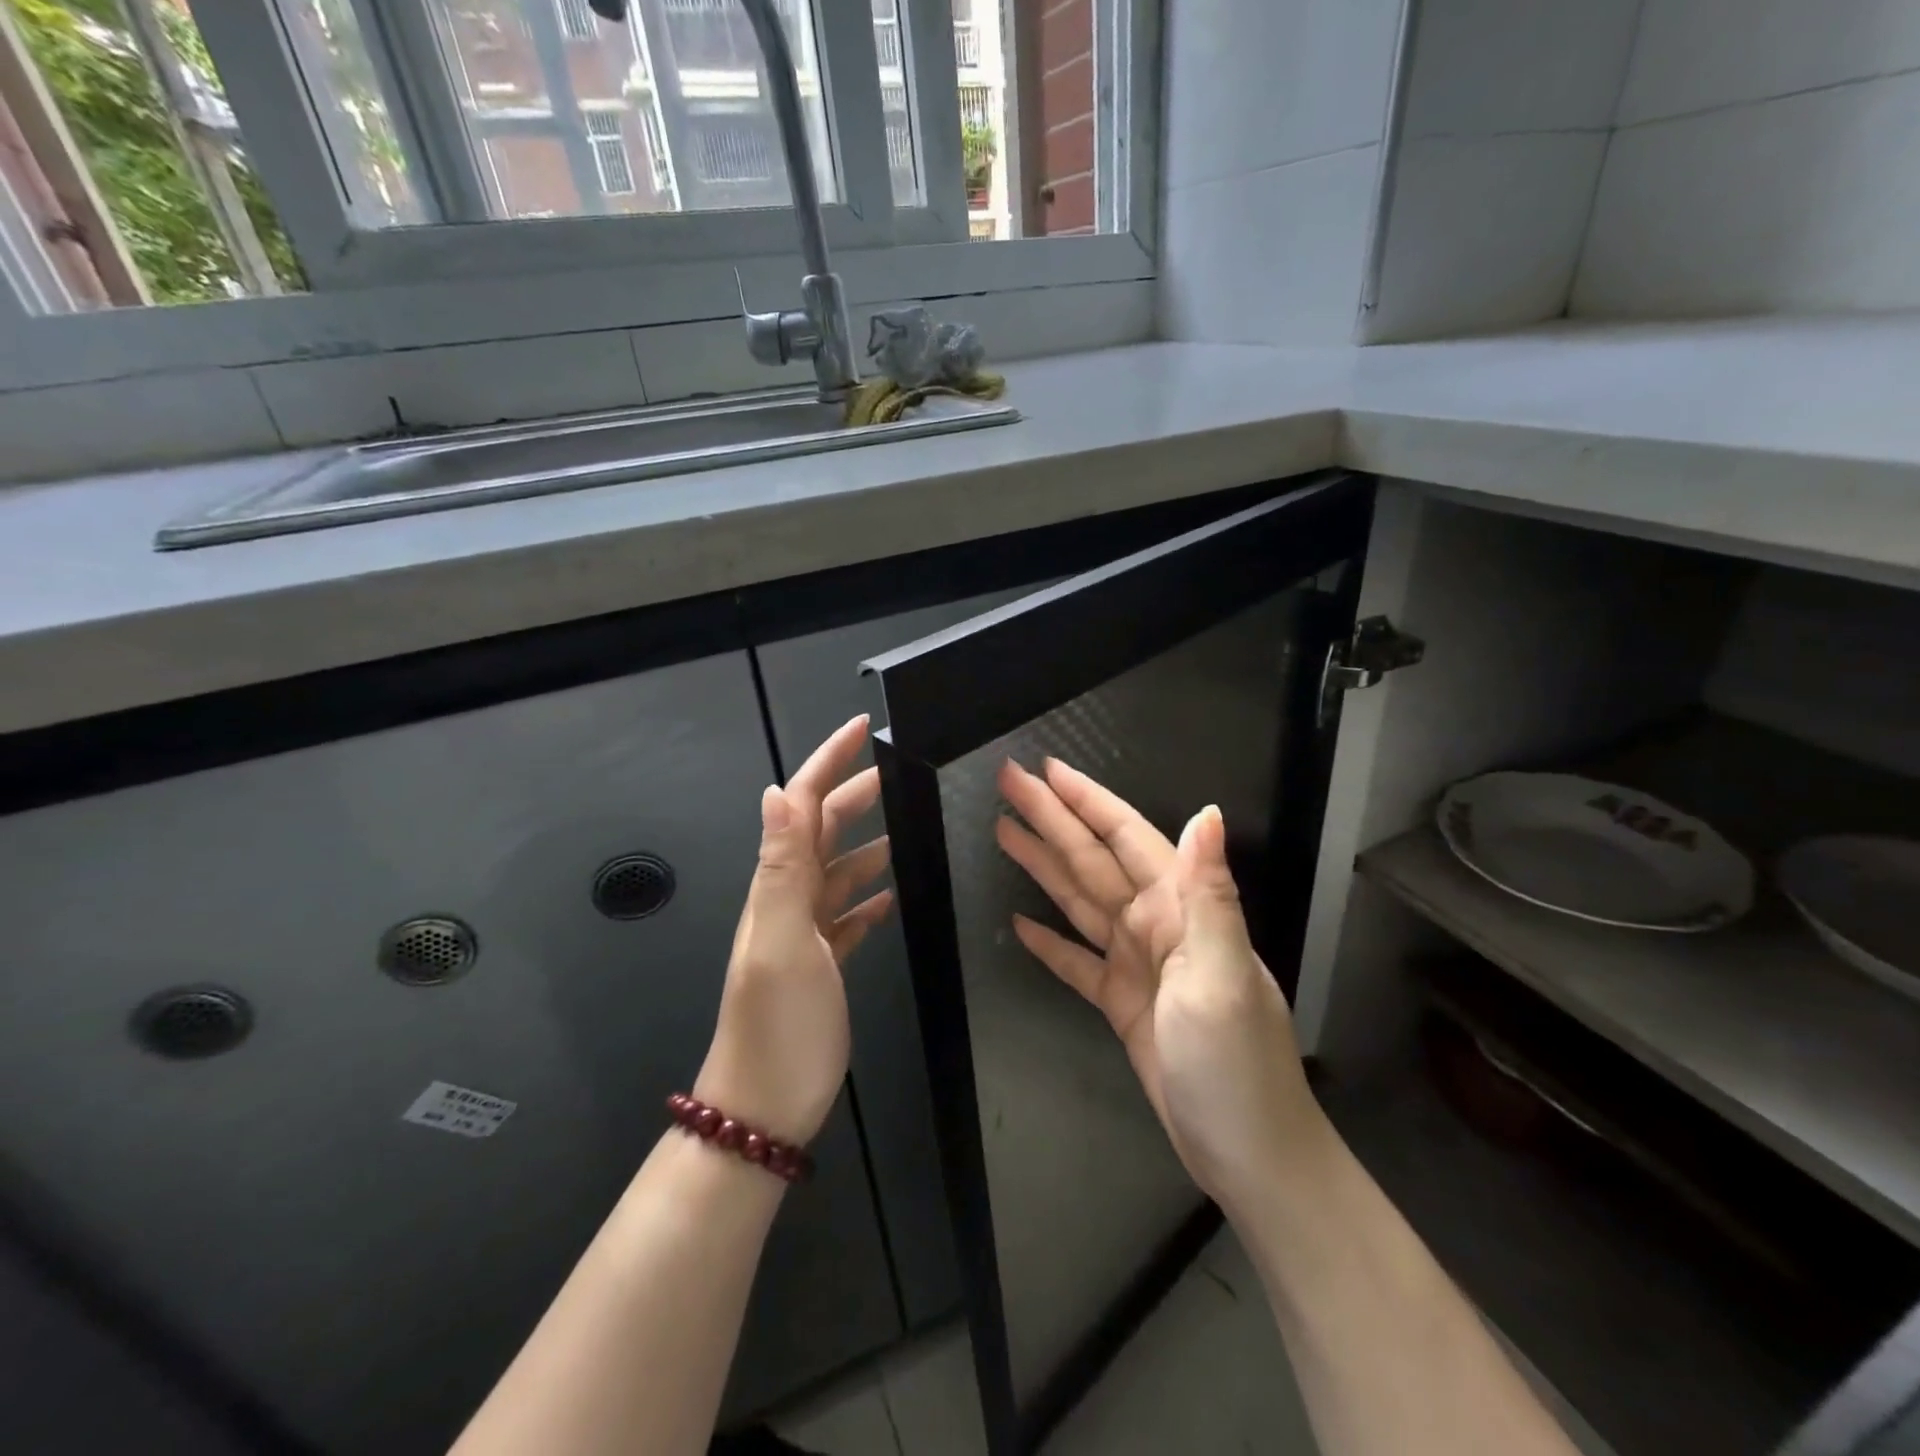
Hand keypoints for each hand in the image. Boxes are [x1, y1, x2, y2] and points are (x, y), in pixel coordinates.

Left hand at [695, 716, 893, 1147]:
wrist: (764, 1108)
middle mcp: (789, 899)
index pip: (802, 805)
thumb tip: (775, 793)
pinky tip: (892, 896)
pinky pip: (848, 915)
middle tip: (898, 771)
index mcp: (779, 885)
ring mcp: (806, 932)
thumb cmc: (778, 1026)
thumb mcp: (781, 942)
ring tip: (908, 827)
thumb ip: (781, 868)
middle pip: (823, 830)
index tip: (862, 728)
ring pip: (840, 871)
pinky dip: (870, 897)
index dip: (828, 762)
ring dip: (869, 842)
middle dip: (855, 793)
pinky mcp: (823, 962)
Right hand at [995, 759, 1323, 1209]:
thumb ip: (1209, 893)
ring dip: (1042, 865)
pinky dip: (1049, 941)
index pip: (1124, 836)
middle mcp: (1155, 924)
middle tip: (1007, 783)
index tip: (1046, 769)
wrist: (1249, 1153)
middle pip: (1091, 859)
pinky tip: (1020, 924)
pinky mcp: (1121, 1001)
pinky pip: (1076, 960)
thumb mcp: (1221, 975)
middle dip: (1050, 818)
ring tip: (1003, 832)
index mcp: (1178, 908)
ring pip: (1079, 900)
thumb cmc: (1235, 1061)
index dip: (1085, 800)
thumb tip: (1206, 813)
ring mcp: (1136, 962)